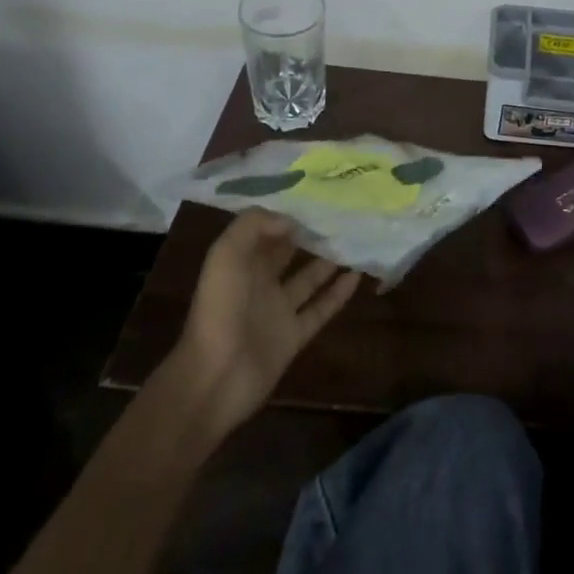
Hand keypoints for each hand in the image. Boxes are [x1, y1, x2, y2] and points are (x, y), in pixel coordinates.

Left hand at [167, 208, 359, 440]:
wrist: (214, 378)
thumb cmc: (218, 310)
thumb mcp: (225, 255)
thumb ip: (254, 227)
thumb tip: (291, 219)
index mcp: (240, 262)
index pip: (265, 230)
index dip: (287, 213)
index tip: (316, 194)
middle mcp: (259, 283)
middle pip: (289, 252)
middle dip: (310, 233)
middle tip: (342, 212)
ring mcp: (278, 311)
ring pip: (309, 279)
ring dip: (329, 261)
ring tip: (355, 239)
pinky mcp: (294, 336)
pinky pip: (321, 309)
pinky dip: (339, 293)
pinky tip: (358, 275)